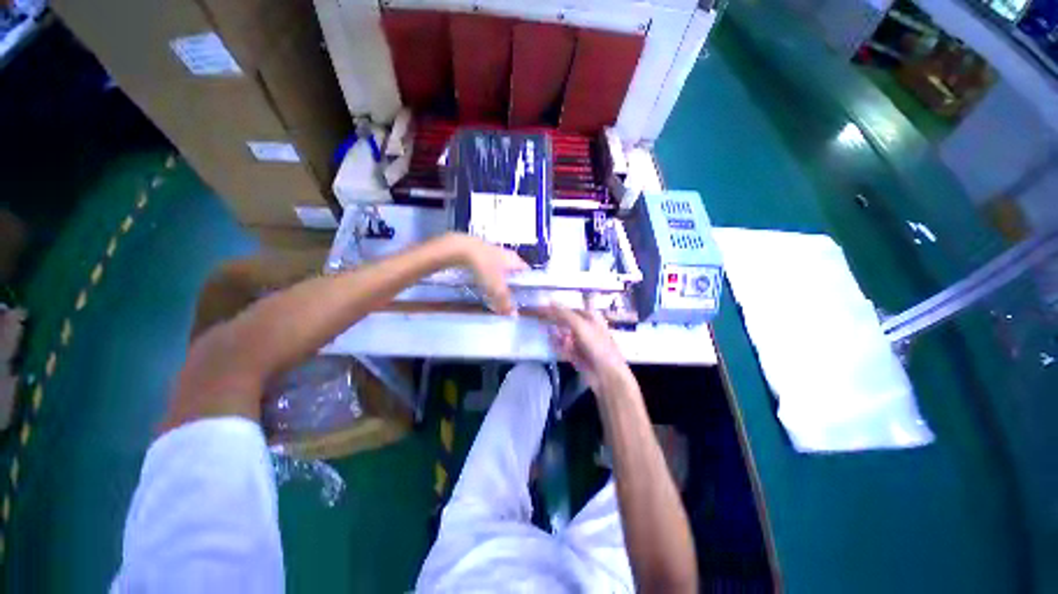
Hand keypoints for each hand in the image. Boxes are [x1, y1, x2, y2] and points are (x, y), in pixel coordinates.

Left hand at [450, 234, 528, 314]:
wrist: (462, 249)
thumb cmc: (485, 267)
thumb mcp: (497, 288)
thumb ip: (505, 302)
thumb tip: (513, 315)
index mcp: (516, 261)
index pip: (527, 273)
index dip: (526, 285)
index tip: (523, 295)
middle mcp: (507, 254)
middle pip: (513, 272)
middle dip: (510, 284)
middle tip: (507, 296)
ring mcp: (494, 251)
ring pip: (500, 269)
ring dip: (498, 280)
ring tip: (494, 292)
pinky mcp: (481, 252)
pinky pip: (488, 267)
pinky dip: (487, 275)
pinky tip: (481, 282)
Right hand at [542, 304, 635, 395]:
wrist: (606, 374)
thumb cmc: (597, 345)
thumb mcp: (580, 326)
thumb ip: (563, 314)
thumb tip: (548, 301)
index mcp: (589, 317)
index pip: (568, 308)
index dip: (554, 307)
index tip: (539, 307)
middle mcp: (585, 327)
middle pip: (564, 320)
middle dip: (553, 320)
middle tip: (536, 318)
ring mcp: (580, 341)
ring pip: (562, 334)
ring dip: (556, 334)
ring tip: (548, 333)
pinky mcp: (575, 354)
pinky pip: (562, 347)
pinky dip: (557, 345)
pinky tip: (553, 344)